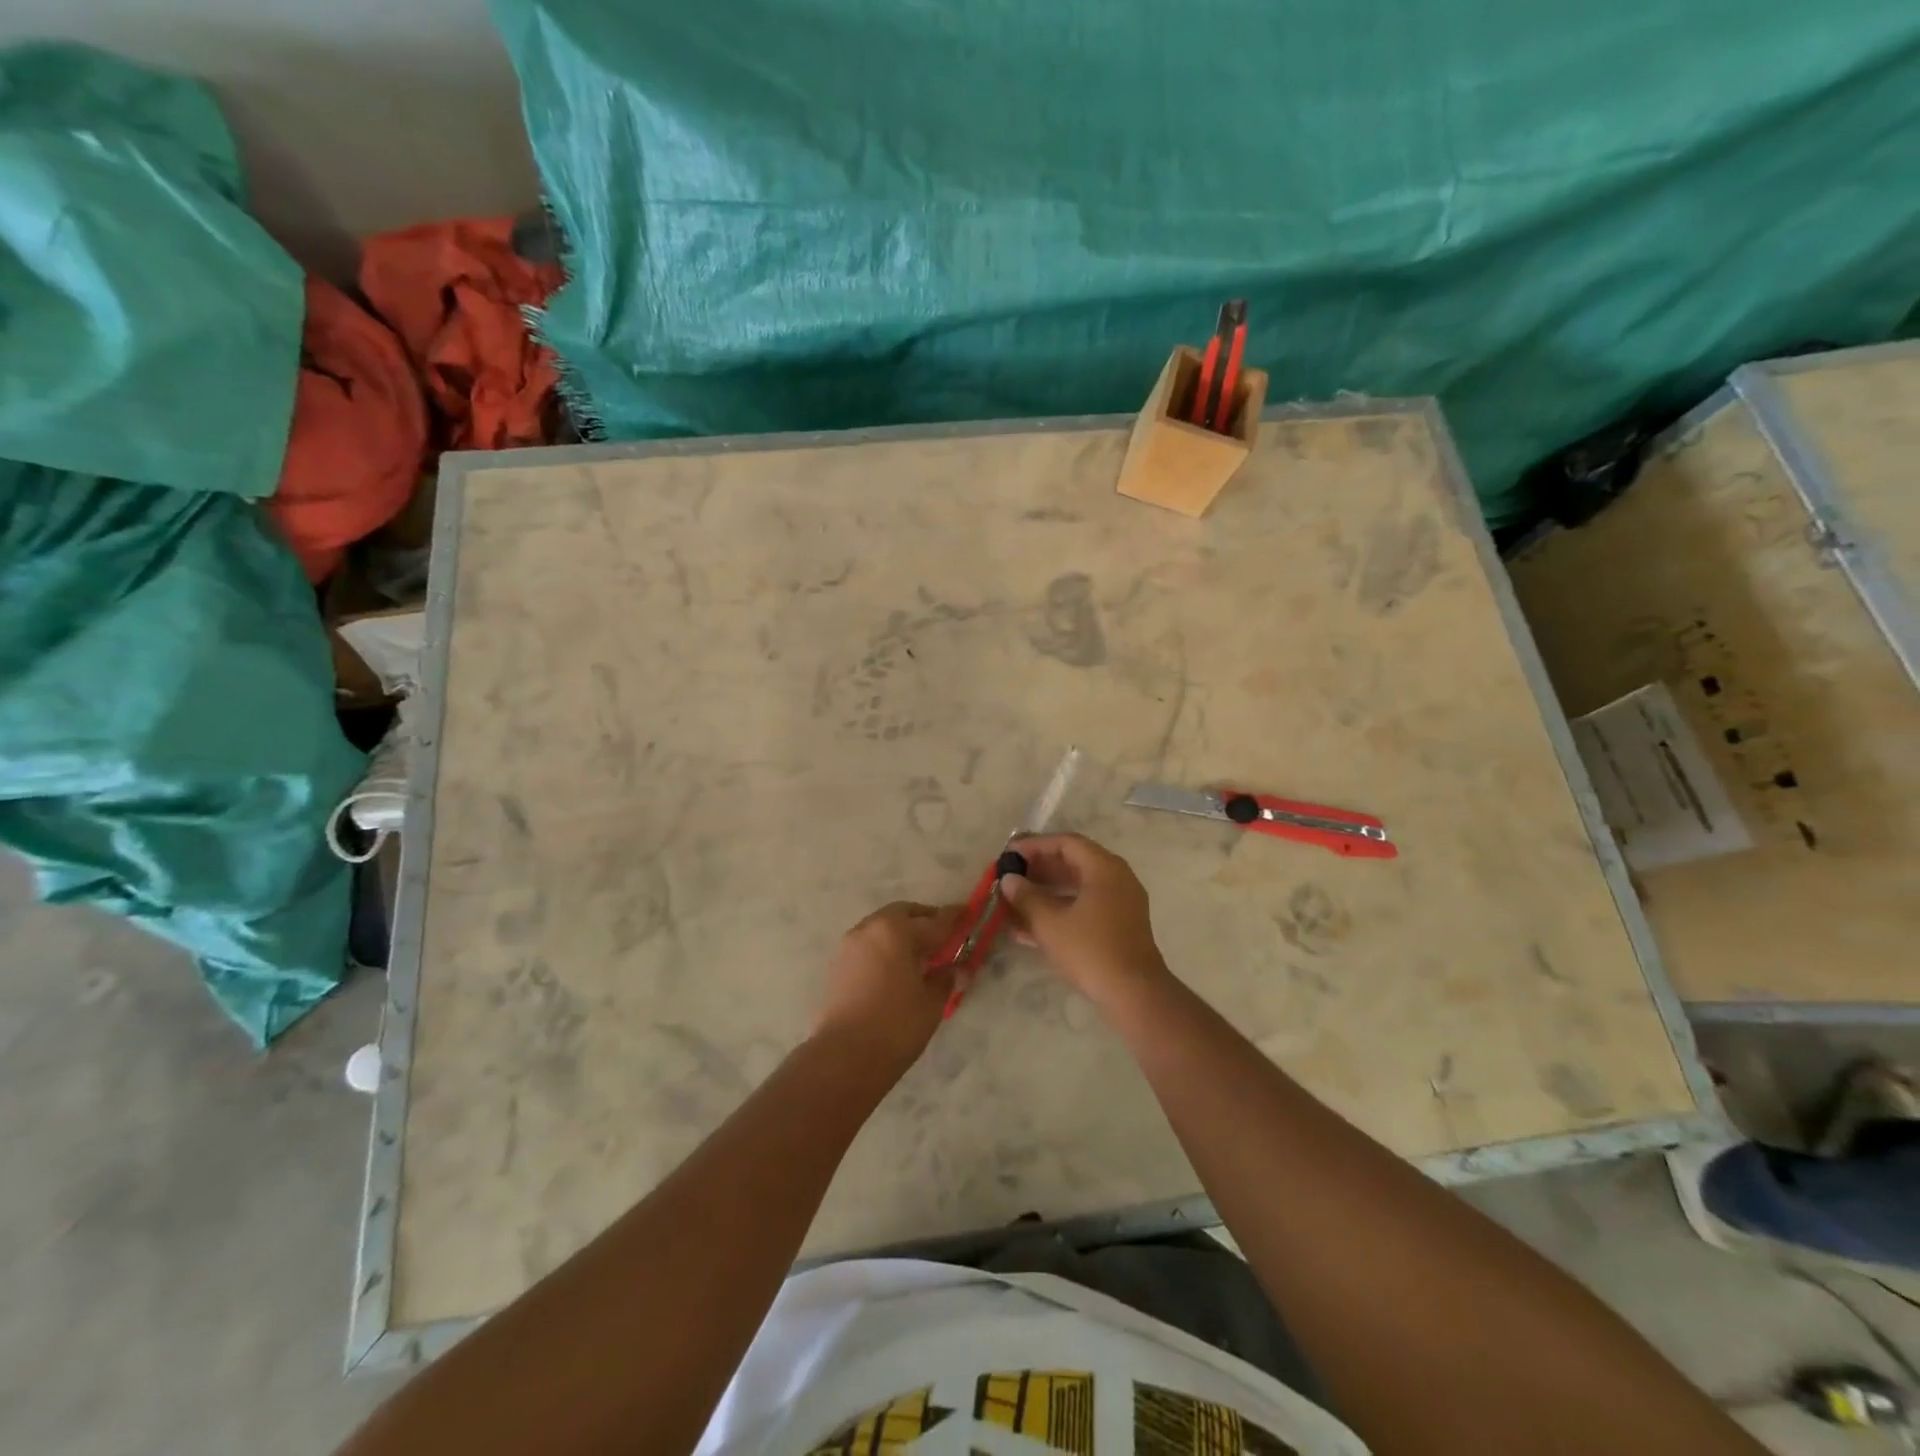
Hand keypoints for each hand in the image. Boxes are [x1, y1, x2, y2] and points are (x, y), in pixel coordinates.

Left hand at [812, 901, 964, 1075]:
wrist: (844, 1057)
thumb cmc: (896, 1025)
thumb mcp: (931, 1002)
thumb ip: (944, 978)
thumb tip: (951, 969)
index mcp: (896, 930)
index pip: (933, 921)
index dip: (953, 919)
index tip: (966, 913)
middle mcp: (870, 928)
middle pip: (903, 914)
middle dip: (924, 920)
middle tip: (942, 936)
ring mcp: (850, 945)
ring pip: (882, 927)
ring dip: (901, 933)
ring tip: (919, 954)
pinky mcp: (838, 964)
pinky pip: (868, 945)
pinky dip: (885, 947)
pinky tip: (896, 968)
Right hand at [999, 834, 1169, 1003]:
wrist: (1134, 993)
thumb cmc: (1090, 949)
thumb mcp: (1050, 922)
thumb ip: (1026, 897)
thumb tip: (1009, 880)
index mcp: (1104, 868)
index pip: (1066, 843)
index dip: (1035, 845)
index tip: (1010, 854)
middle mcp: (1116, 878)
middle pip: (1073, 862)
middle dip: (1039, 869)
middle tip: (1011, 876)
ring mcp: (1120, 903)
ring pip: (1077, 887)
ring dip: (1046, 892)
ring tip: (1014, 901)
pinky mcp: (1119, 926)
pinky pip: (1084, 907)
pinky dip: (1060, 911)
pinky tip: (1029, 927)